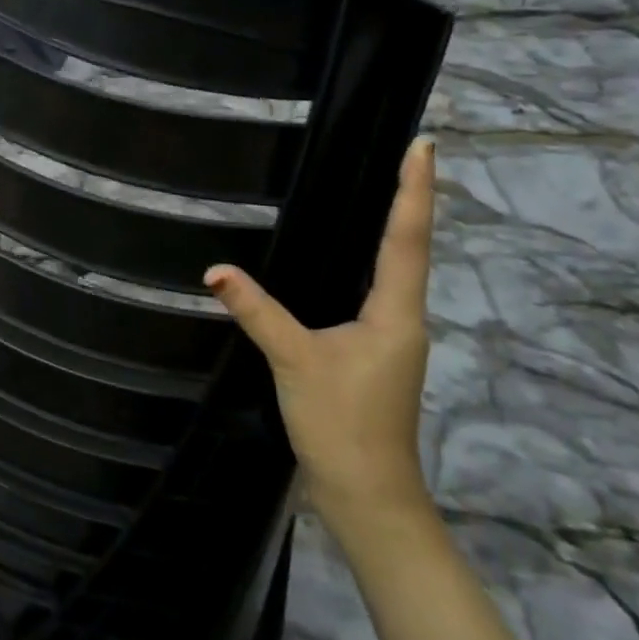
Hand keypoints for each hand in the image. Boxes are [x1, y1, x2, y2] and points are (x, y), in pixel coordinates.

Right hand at [205, 137, 436, 525]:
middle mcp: (403, 318)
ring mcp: (391, 337)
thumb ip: (257, 311)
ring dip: (393, 228)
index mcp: (396, 313)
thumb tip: (215, 270)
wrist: (367, 495)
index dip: (415, 189)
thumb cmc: (343, 424)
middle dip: (409, 198)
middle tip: (403, 151)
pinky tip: (344, 255)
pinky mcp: (373, 352)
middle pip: (409, 246)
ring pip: (394, 270)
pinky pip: (374, 290)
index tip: (424, 144)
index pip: (406, 238)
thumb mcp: (296, 361)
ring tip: (379, 186)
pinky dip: (369, 259)